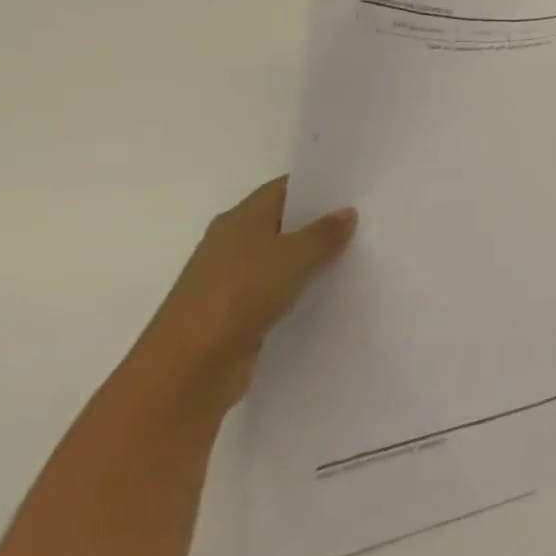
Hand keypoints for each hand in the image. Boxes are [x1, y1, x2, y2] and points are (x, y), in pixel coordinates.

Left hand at [133, 177, 355, 414]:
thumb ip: (324, 232)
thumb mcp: (294, 256)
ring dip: (314, 257)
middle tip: (370, 216)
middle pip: (285, 222)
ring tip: (361, 251)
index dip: (321, 184)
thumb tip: (346, 213)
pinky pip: (279, 288)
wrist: (186, 371)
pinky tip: (333, 288)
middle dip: (323, 221)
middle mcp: (232, 243)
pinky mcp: (237, 311)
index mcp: (240, 219)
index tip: (359, 186)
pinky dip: (303, 286)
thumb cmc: (239, 296)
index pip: (286, 188)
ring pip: (284, 257)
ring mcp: (232, 280)